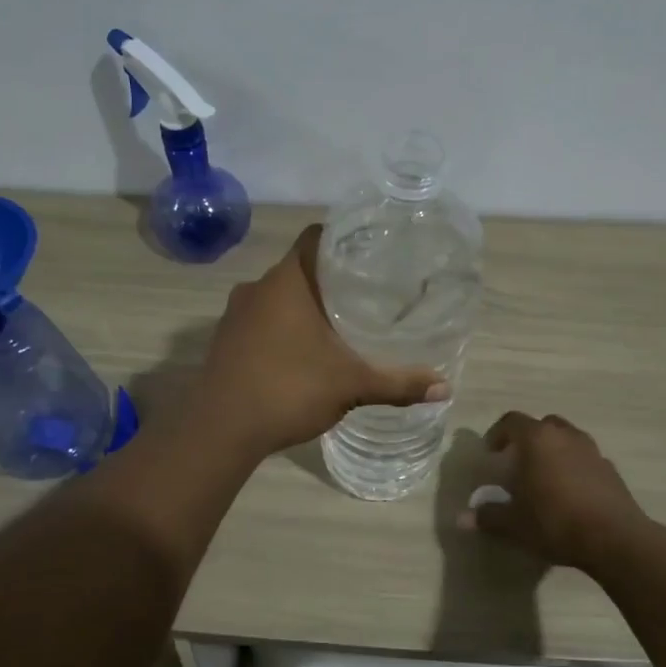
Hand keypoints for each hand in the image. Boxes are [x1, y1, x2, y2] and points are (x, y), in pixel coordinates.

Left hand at [195, 225, 445, 455]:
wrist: (220, 429)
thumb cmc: (289, 389)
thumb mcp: (351, 385)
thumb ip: (397, 383)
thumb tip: (445, 387)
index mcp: (288, 281)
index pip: (315, 237)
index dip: (342, 239)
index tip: (369, 253)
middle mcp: (257, 287)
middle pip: (298, 267)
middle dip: (328, 278)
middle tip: (364, 293)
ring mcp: (235, 314)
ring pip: (277, 296)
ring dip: (302, 305)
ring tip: (337, 322)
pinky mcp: (225, 340)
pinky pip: (259, 320)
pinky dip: (280, 327)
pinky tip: (301, 351)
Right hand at [462, 412, 651, 570]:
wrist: (614, 538)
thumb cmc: (555, 521)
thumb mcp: (514, 524)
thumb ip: (488, 516)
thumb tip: (462, 519)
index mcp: (537, 439)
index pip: (511, 421)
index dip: (497, 434)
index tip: (491, 453)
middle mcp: (564, 435)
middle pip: (542, 425)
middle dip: (527, 440)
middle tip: (517, 463)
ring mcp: (591, 450)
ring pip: (566, 439)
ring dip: (553, 452)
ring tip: (544, 478)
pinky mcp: (610, 469)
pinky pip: (585, 459)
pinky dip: (574, 468)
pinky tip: (570, 494)